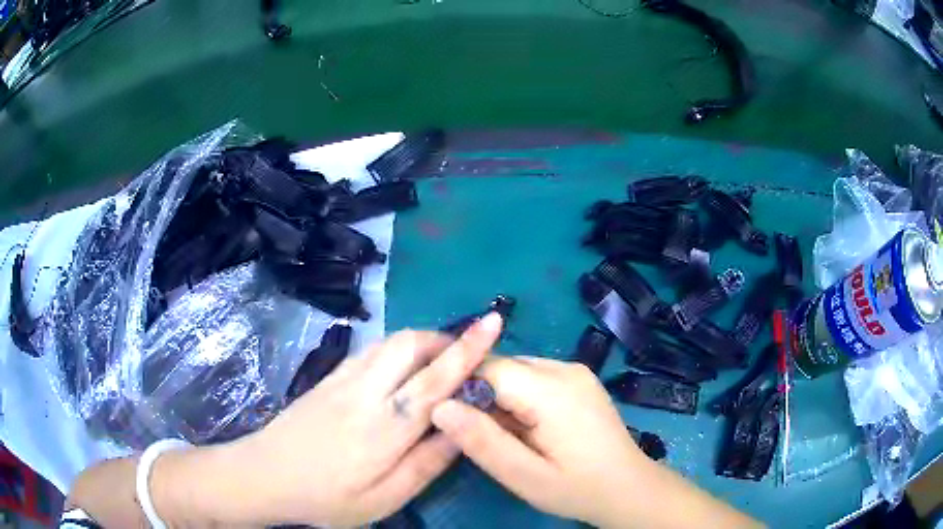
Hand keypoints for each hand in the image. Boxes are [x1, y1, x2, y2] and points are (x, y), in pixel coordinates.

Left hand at [152, 313, 502, 527]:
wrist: (266, 475)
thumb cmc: (328, 497)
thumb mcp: (384, 498)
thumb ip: (427, 463)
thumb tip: (461, 429)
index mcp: (386, 428)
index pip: (436, 379)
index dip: (468, 349)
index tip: (492, 323)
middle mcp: (366, 393)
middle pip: (411, 344)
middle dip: (445, 338)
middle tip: (464, 355)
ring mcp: (343, 379)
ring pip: (390, 342)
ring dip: (421, 341)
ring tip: (438, 360)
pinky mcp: (329, 377)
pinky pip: (371, 351)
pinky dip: (396, 349)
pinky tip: (400, 370)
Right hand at [430, 358, 759, 528]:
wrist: (628, 488)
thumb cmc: (577, 488)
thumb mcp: (524, 476)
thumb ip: (482, 442)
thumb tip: (438, 406)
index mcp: (552, 390)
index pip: (489, 368)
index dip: (460, 386)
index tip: (445, 415)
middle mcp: (565, 369)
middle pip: (502, 367)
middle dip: (481, 396)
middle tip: (479, 435)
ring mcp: (576, 371)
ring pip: (516, 371)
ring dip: (500, 398)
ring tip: (507, 436)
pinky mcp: (579, 379)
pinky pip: (534, 377)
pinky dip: (520, 398)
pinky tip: (528, 429)